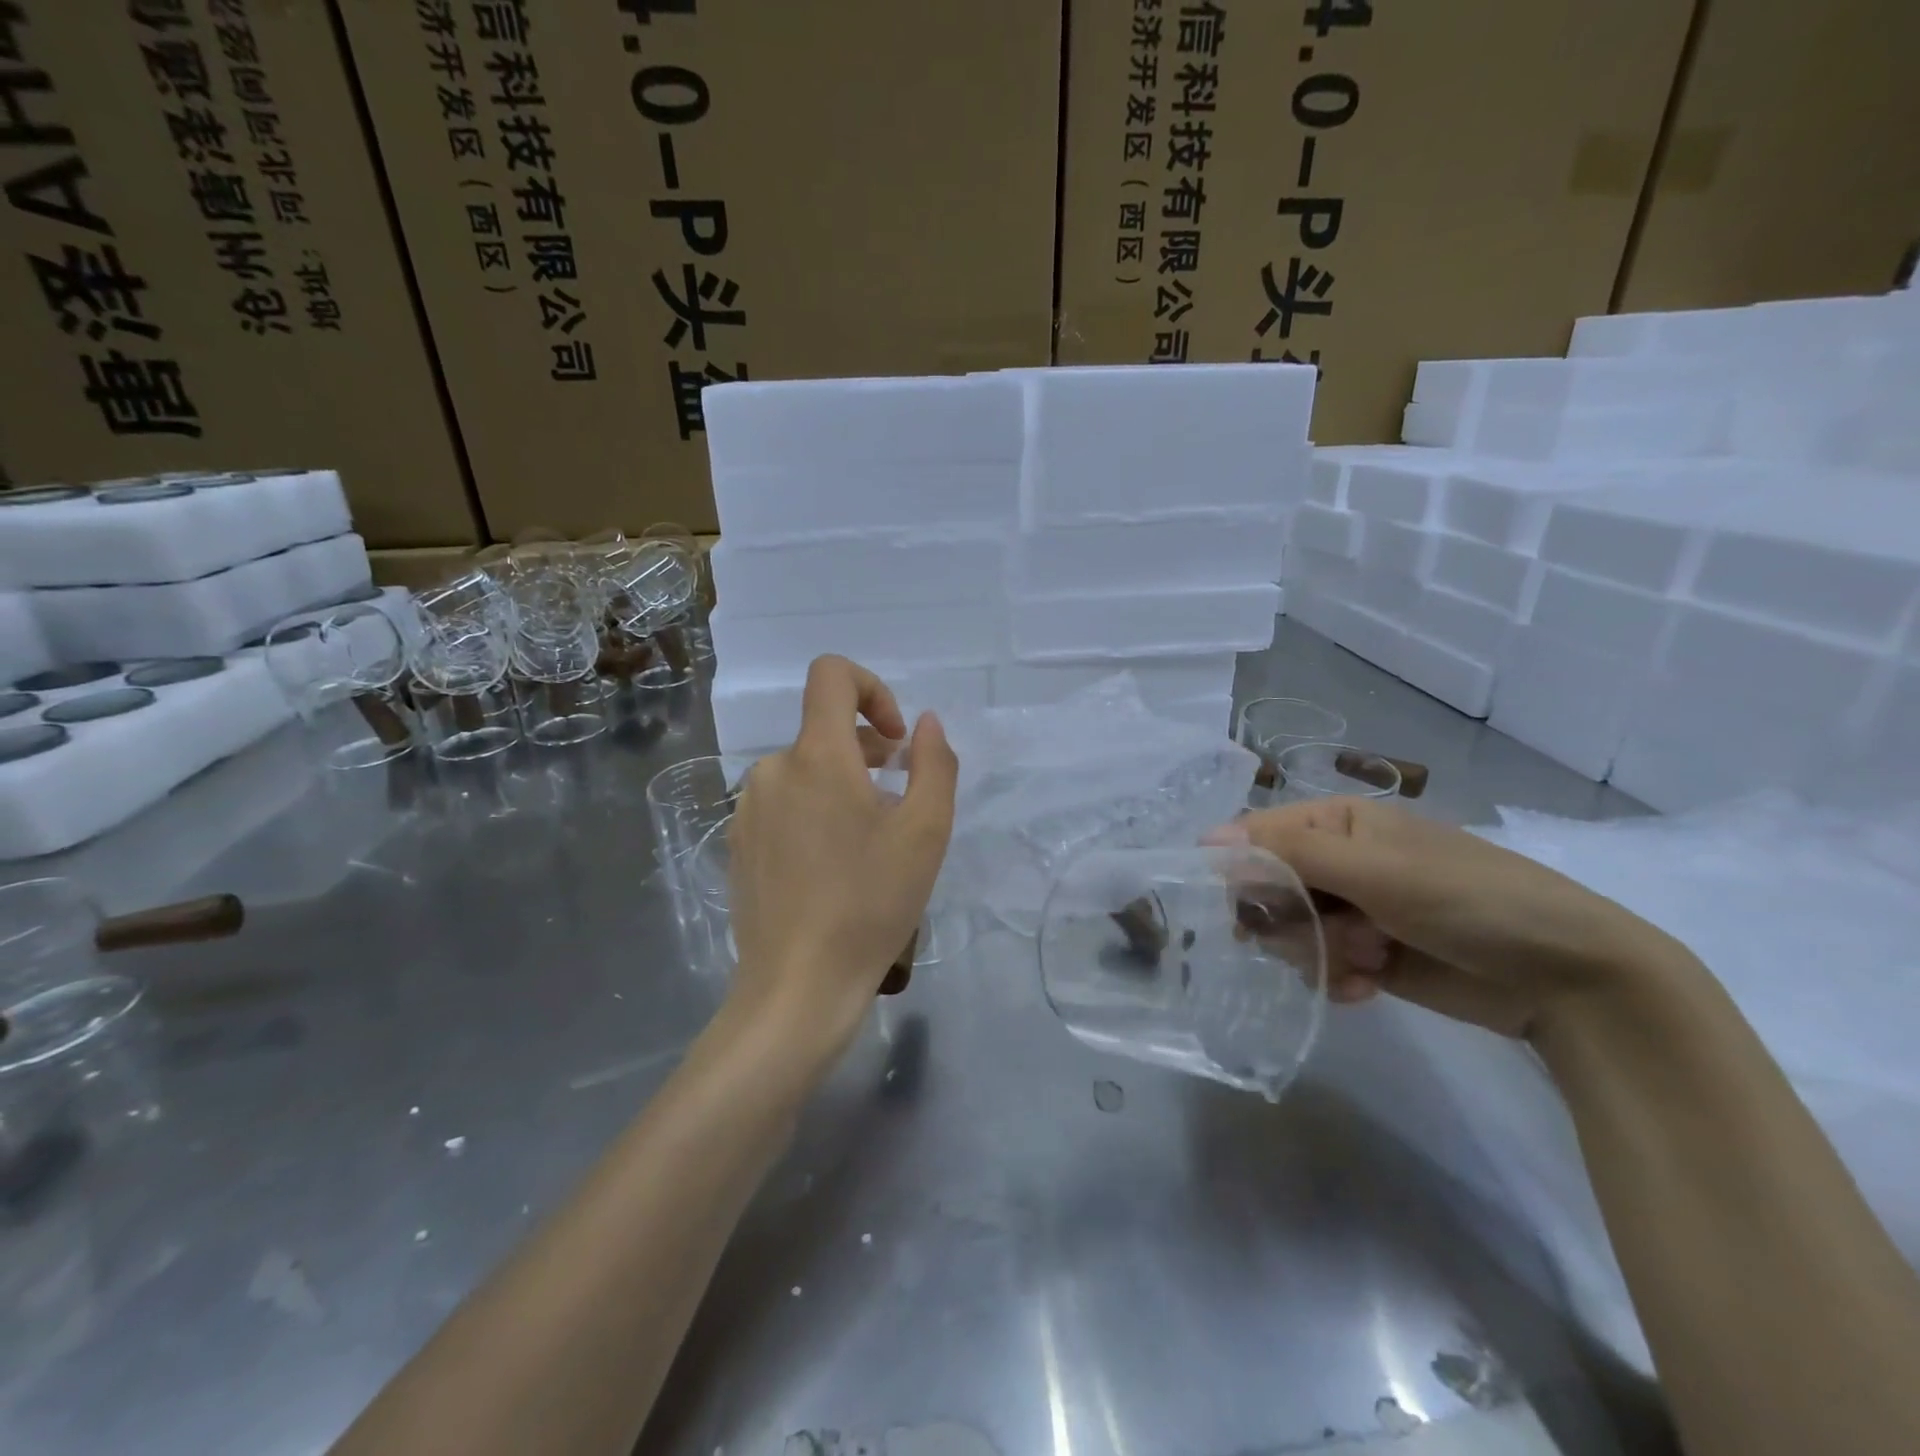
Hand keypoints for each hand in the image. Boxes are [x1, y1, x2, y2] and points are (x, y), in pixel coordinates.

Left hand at [724, 655, 958, 1056]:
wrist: (797, 987)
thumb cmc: (870, 904)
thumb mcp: (926, 833)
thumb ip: (934, 763)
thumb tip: (925, 724)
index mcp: (816, 757)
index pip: (831, 675)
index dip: (871, 688)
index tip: (896, 739)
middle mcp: (772, 769)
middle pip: (824, 732)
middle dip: (868, 753)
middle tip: (899, 805)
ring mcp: (748, 808)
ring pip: (805, 771)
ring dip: (843, 787)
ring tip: (869, 843)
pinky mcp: (738, 843)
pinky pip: (783, 804)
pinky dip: (814, 812)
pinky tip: (832, 868)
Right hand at [1207, 797, 1698, 1039]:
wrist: (1568, 978)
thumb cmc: (1469, 899)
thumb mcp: (1375, 869)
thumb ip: (1288, 854)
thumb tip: (1206, 840)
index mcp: (1335, 824)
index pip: (1256, 837)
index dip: (1240, 871)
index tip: (1242, 908)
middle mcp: (1337, 863)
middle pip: (1267, 890)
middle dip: (1290, 920)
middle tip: (1329, 934)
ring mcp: (1352, 912)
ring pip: (1289, 934)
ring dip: (1320, 953)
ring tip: (1369, 960)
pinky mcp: (1367, 957)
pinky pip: (1319, 967)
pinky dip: (1339, 980)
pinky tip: (1371, 987)